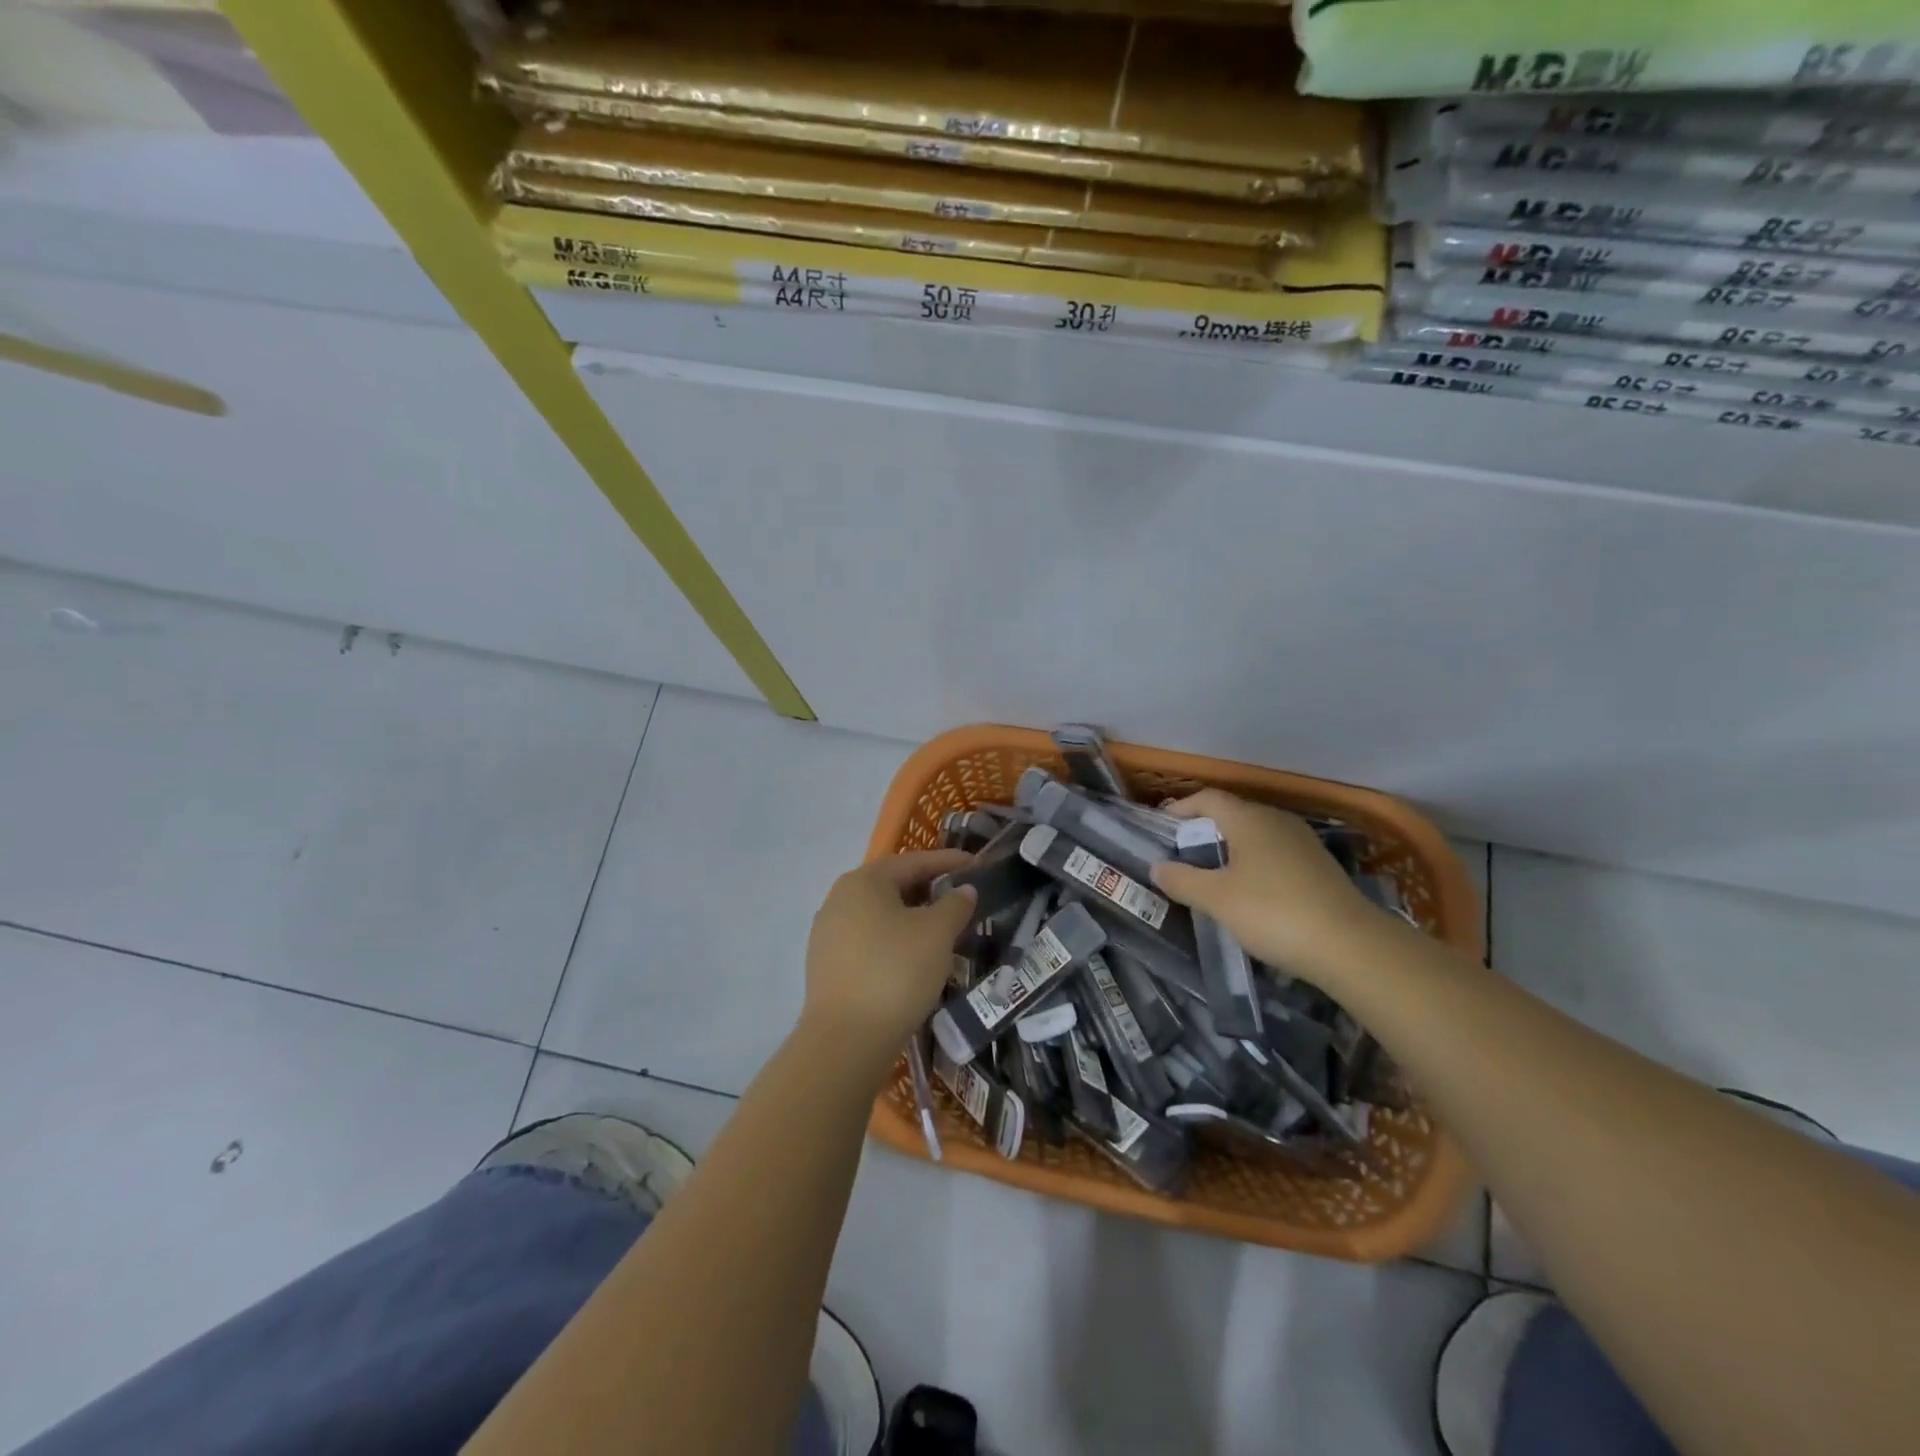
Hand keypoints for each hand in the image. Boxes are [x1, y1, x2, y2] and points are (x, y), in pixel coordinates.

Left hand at [802, 850, 977, 1068]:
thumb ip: (955, 904)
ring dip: (911, 916)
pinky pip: (868, 939)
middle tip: (960, 896)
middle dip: (929, 888)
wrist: (846, 1039)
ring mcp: (828, 932)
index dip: (948, 861)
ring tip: (941, 928)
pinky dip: (893, 939)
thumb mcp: (937, 933)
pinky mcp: (826, 964)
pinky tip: (912, 956)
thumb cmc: (896, 972)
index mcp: (864, 881)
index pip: (913, 861)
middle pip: (892, 885)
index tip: (976, 863)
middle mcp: (839, 898)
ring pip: (879, 914)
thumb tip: (963, 890)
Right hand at [1150, 789, 1396, 983]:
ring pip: (1255, 835)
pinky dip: (1254, 864)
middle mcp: (1276, 820)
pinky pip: (1275, 853)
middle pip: (1232, 814)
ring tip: (1212, 877)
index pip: (1207, 798)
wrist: (1350, 946)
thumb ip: (1182, 880)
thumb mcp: (1216, 899)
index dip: (1181, 808)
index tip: (1161, 828)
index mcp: (1248, 818)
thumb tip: (1157, 866)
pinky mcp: (1319, 866)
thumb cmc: (1272, 912)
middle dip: (1204, 831)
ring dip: (1230, 849)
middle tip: (1182, 856)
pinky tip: (1250, 893)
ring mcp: (1302, 842)